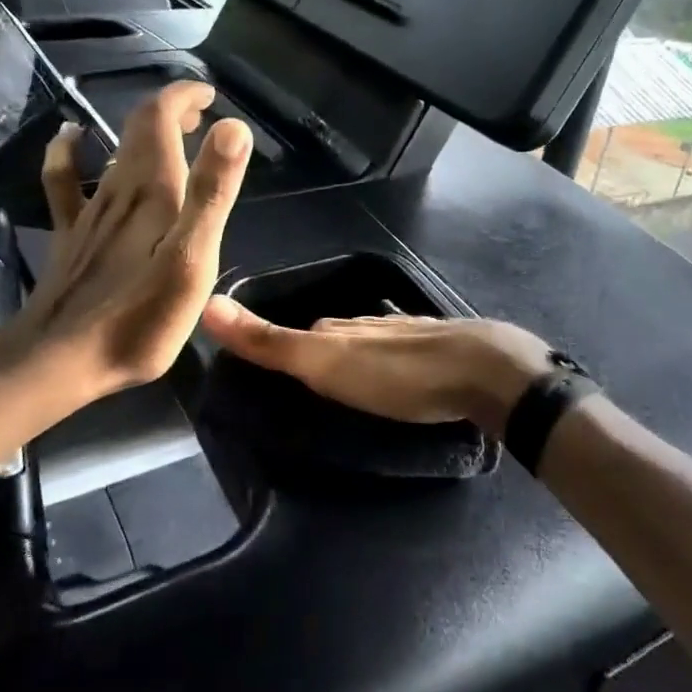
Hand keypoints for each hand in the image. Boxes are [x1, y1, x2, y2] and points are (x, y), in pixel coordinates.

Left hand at [15, 81, 251, 400]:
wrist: (61, 358)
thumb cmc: (140, 317)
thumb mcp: (192, 259)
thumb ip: (212, 194)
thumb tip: (233, 128)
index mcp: (153, 190)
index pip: (162, 117)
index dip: (184, 96)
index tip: (210, 95)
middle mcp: (119, 189)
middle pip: (140, 129)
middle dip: (171, 112)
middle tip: (201, 115)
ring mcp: (90, 211)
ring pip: (115, 151)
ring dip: (143, 132)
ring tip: (171, 131)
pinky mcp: (71, 236)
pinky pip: (65, 181)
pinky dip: (69, 152)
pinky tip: (70, 138)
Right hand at [200, 302, 552, 434]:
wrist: (483, 372)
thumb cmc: (397, 373)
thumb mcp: (324, 363)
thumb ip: (270, 342)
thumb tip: (208, 303)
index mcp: (341, 327)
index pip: (301, 332)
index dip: (283, 346)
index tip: (269, 366)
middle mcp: (371, 325)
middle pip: (335, 336)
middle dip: (319, 353)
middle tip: (305, 383)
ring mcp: (410, 336)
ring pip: (371, 346)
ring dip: (357, 362)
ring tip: (348, 388)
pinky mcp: (442, 353)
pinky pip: (403, 358)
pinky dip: (391, 369)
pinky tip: (397, 384)